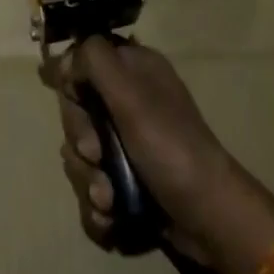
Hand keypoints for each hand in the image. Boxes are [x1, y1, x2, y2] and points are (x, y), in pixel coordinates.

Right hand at [48, 37, 273, 273]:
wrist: (208, 216)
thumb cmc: (171, 146)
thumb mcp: (132, 95)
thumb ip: (95, 62)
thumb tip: (65, 57)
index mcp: (134, 70)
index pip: (83, 62)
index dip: (73, 85)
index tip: (78, 102)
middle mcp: (128, 100)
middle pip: (77, 111)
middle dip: (81, 140)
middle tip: (96, 156)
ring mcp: (127, 142)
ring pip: (81, 153)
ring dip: (88, 179)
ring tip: (109, 198)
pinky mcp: (126, 179)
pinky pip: (92, 185)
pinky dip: (97, 203)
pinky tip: (110, 214)